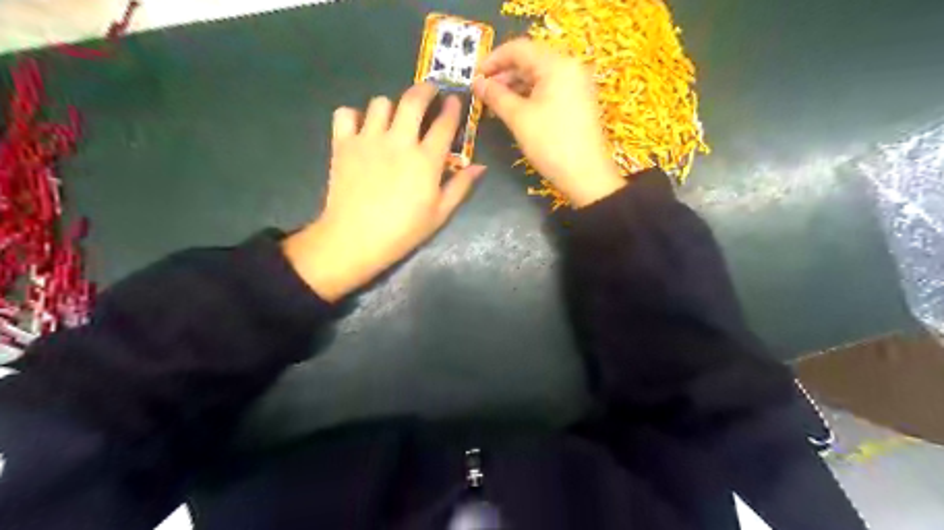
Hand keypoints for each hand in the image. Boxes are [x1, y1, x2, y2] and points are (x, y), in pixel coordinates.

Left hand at [283, 85, 481, 301]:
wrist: (355, 239)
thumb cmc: (403, 231)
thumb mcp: (439, 214)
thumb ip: (460, 186)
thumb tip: (480, 167)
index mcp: (426, 160)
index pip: (444, 123)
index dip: (452, 108)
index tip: (455, 100)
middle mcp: (399, 141)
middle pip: (413, 100)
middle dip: (426, 89)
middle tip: (429, 92)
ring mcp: (368, 139)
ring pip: (380, 103)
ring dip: (391, 106)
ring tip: (393, 118)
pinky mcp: (342, 144)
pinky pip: (345, 113)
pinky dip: (353, 115)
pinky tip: (361, 128)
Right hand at [471, 39, 623, 207]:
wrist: (586, 175)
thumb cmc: (551, 143)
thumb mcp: (519, 118)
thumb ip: (496, 96)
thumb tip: (477, 83)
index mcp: (556, 64)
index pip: (518, 49)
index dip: (493, 59)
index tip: (474, 76)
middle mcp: (569, 68)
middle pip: (529, 61)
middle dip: (503, 75)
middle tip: (481, 93)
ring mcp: (575, 85)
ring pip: (538, 77)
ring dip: (514, 87)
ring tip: (493, 104)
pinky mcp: (577, 102)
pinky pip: (548, 90)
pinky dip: (528, 96)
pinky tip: (513, 110)